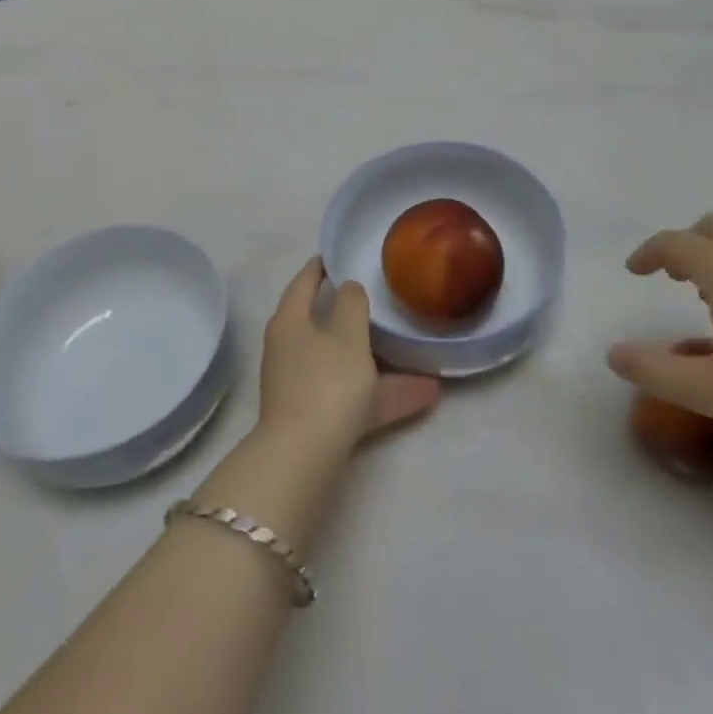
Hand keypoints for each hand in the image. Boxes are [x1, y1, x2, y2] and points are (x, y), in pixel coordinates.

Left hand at [257, 258, 439, 458]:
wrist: (302, 458)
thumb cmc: (325, 382)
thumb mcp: (346, 335)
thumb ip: (351, 304)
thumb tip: (349, 289)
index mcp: (290, 321)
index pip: (303, 282)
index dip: (320, 267)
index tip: (337, 255)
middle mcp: (289, 350)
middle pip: (321, 324)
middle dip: (350, 314)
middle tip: (375, 299)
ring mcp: (300, 386)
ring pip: (343, 363)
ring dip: (377, 360)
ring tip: (414, 353)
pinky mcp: (316, 418)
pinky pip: (353, 396)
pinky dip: (382, 394)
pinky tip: (424, 396)